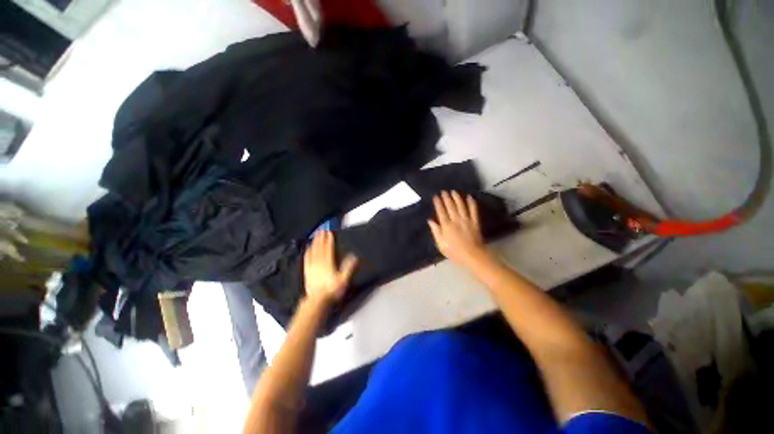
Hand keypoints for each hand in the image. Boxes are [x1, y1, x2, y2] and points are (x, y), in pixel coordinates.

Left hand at [303, 231, 357, 305]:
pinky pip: (307, 259)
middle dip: (321, 238)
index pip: (329, 248)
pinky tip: (307, 249)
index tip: (329, 233)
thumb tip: (353, 257)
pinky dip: (307, 252)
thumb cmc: (331, 290)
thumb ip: (348, 267)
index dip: (329, 240)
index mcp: (328, 263)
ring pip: (313, 251)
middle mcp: (319, 263)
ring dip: (314, 243)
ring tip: (315, 236)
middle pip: (320, 248)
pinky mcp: (307, 271)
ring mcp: (312, 267)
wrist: (318, 300)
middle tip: (321, 230)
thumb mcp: (344, 279)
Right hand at [428, 191, 488, 266]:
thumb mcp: (440, 244)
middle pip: (450, 206)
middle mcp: (456, 220)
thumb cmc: (454, 252)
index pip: (441, 211)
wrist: (472, 256)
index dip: (438, 203)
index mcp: (446, 225)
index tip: (436, 196)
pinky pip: (473, 210)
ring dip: (457, 198)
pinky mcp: (475, 222)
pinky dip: (471, 203)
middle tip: (443, 191)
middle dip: (446, 198)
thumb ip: (436, 231)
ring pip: (461, 206)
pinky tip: (469, 197)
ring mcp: (466, 220)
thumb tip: (430, 221)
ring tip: (454, 191)